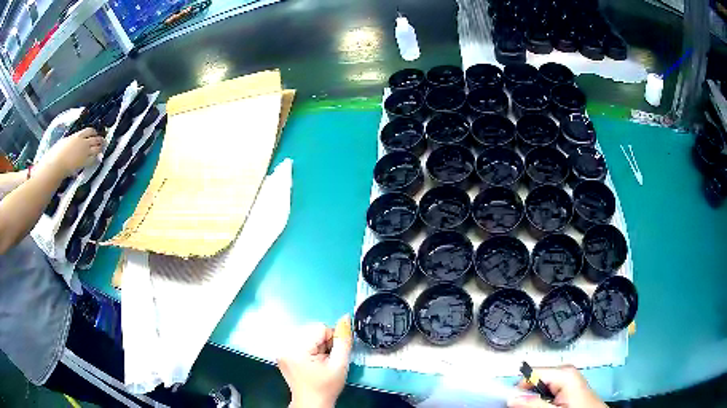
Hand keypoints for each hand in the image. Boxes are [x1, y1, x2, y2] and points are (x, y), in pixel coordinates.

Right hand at [39, 128, 103, 177]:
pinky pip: (94, 159)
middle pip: (96, 138)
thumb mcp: (65, 141)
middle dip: (100, 140)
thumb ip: (72, 140)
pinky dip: (97, 158)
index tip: (95, 134)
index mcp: (78, 135)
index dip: (94, 132)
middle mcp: (83, 142)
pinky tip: (97, 158)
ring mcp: (85, 152)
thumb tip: (72, 142)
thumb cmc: (57, 152)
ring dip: (101, 148)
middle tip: (103, 142)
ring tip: (102, 149)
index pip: (90, 130)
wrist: (57, 163)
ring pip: (97, 148)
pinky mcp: (85, 162)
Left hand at [278, 315, 352, 407]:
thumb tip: (345, 318)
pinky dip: (308, 347)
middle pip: (311, 329)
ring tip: (318, 361)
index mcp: (297, 348)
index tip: (332, 355)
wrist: (312, 402)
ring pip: (306, 333)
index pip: (319, 327)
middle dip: (322, 342)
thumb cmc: (326, 386)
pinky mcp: (282, 353)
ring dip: (316, 344)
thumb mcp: (340, 364)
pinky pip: (299, 340)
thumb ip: (344, 340)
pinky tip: (311, 361)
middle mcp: (285, 346)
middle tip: (325, 359)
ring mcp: (281, 349)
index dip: (331, 339)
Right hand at [508, 365, 606, 407]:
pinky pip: (548, 390)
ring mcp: (567, 378)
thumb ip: (534, 404)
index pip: (530, 374)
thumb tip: (510, 397)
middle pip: (535, 380)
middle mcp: (565, 371)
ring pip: (540, 387)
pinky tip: (547, 406)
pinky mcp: (568, 386)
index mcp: (563, 372)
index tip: (513, 404)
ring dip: (535, 399)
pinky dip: (543, 399)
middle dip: (528, 395)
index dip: (519, 389)